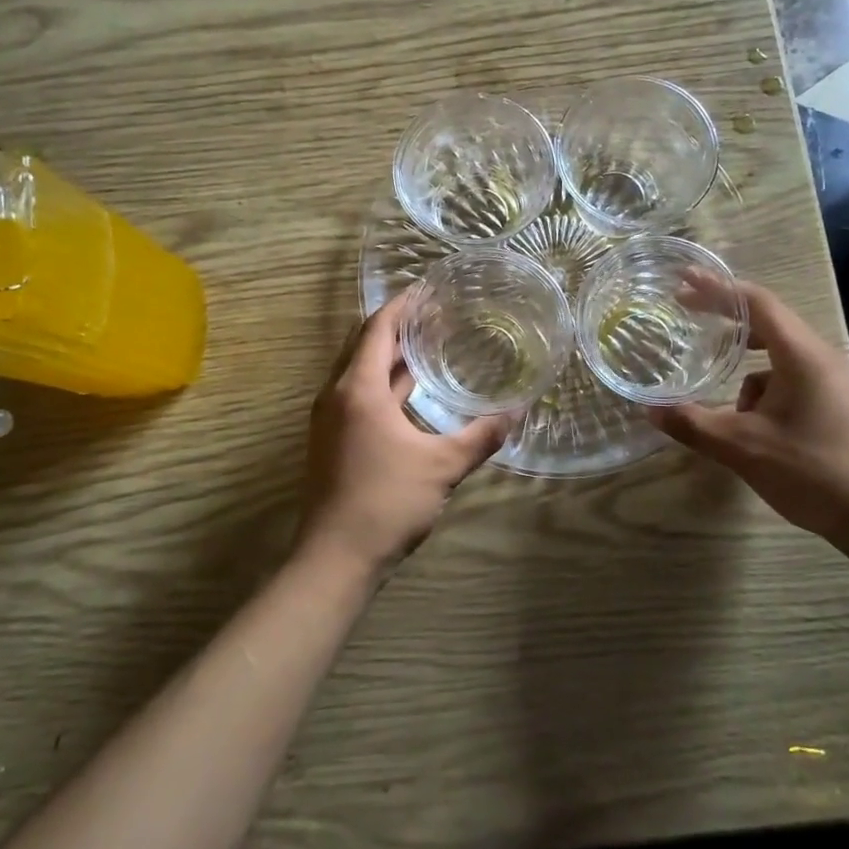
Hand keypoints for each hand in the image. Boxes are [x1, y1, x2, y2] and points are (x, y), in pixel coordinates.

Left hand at [299, 295, 510, 574]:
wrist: (334, 560)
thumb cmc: (386, 503)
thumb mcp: (443, 466)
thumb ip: (482, 435)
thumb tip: (518, 411)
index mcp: (358, 389)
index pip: (379, 328)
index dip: (403, 305)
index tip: (429, 289)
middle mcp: (337, 395)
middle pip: (365, 344)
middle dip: (398, 325)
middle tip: (436, 313)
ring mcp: (330, 419)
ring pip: (360, 371)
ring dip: (390, 355)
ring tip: (428, 344)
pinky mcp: (332, 440)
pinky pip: (358, 394)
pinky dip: (383, 382)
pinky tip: (411, 392)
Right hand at [646, 274, 848, 540]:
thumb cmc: (812, 472)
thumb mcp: (743, 448)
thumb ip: (693, 424)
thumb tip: (648, 408)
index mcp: (801, 355)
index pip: (756, 303)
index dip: (718, 289)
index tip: (684, 282)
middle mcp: (818, 357)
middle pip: (766, 319)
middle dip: (724, 315)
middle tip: (685, 309)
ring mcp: (828, 380)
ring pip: (775, 352)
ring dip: (741, 358)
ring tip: (714, 374)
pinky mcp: (830, 402)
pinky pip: (785, 376)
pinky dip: (759, 385)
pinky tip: (746, 420)